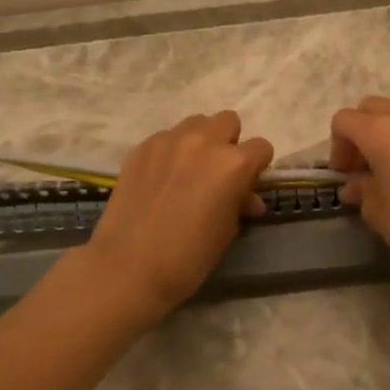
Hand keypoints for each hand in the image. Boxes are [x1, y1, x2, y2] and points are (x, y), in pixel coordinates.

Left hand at [84, 111, 273, 317]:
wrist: (128, 267)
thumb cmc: (189, 257)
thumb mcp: (227, 231)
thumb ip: (240, 203)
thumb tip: (247, 198)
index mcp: (234, 164)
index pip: (261, 148)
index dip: (257, 167)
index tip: (246, 185)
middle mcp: (204, 141)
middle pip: (228, 121)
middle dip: (229, 143)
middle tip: (218, 173)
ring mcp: (169, 140)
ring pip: (196, 123)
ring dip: (200, 141)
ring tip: (188, 171)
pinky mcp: (142, 147)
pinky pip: (166, 138)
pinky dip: (171, 152)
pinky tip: (161, 179)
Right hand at [329, 97, 389, 283]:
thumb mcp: (379, 214)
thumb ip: (361, 191)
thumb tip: (355, 185)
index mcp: (381, 132)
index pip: (344, 121)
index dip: (336, 147)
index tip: (345, 175)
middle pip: (370, 108)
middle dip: (359, 132)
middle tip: (362, 168)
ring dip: (385, 133)